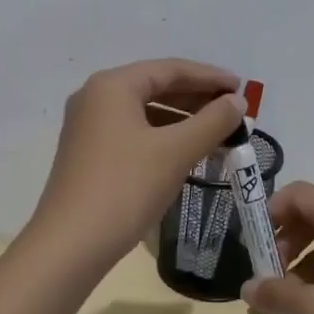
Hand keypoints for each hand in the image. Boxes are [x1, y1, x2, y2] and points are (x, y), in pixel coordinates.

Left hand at [29, 59, 244, 265]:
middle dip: (197, 98)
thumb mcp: (175, 152)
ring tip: (218, 133)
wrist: (71, 244)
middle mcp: (95, 97)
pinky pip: (133, 133)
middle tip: (234, 112)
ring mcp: (87, 126)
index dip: (210, 77)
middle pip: (155, 87)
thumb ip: (212, 121)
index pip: (170, 69)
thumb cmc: (125, 187)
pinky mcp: (88, 153)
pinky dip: (162, 137)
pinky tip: (186, 153)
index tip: (243, 87)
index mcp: (112, 85)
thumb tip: (237, 102)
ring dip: (182, 120)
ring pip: (144, 112)